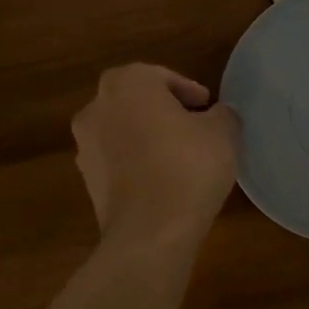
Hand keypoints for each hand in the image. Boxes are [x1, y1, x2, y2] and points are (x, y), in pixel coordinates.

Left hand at [72, 64, 239, 248]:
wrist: (151, 231)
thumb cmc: (188, 167)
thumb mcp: (223, 133)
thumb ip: (222, 114)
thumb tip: (218, 115)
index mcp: (127, 83)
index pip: (162, 77)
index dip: (189, 92)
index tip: (208, 108)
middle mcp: (96, 107)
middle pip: (137, 102)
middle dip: (165, 113)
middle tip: (196, 129)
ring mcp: (85, 146)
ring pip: (125, 133)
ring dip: (148, 140)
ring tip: (181, 158)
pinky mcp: (87, 181)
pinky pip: (119, 163)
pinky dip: (138, 165)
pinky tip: (164, 182)